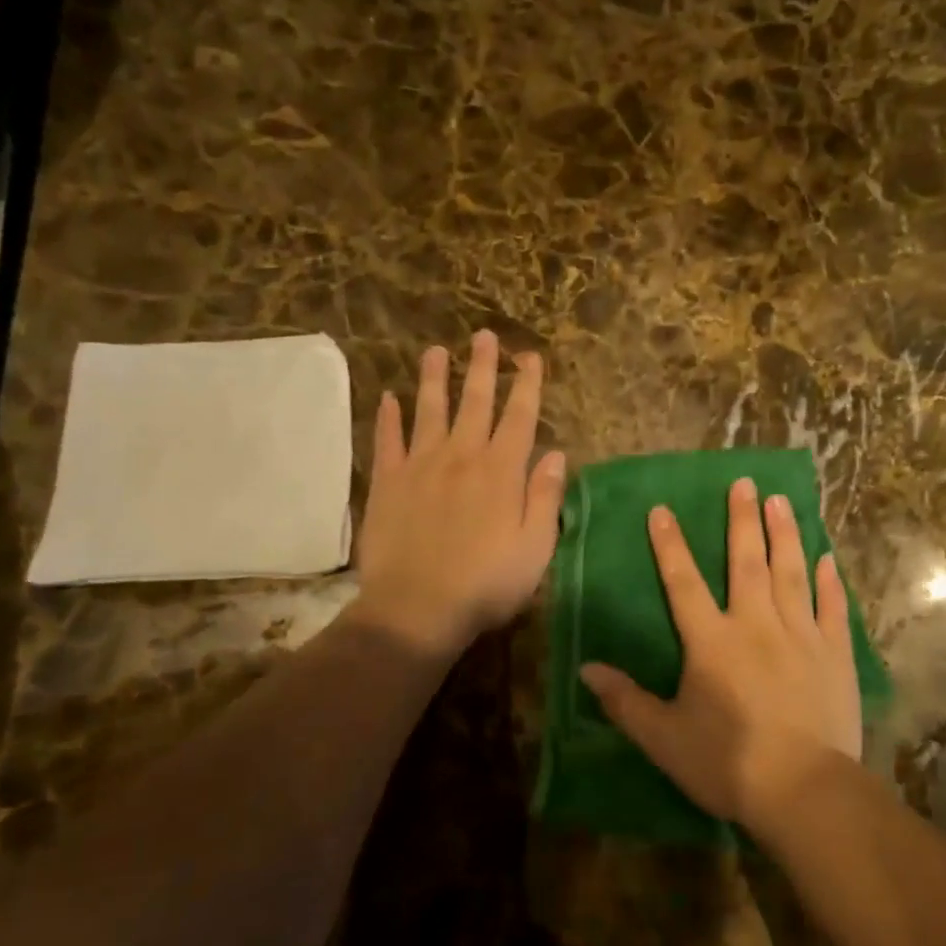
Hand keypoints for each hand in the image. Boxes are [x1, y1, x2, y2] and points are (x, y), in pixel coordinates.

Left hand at [350, 331, 564, 661]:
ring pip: (429, 411)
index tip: (529, 356)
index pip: (519, 417)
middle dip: (483, 367)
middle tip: (484, 336)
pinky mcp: (387, 483)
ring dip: (435, 379)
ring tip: (436, 350)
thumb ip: (545, 497)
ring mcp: (420, 466)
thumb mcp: (535, 547)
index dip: (527, 385)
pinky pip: (387, 441)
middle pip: (475, 402)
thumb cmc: (486, 584)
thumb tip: (558, 454)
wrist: (416, 609)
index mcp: (501, 472)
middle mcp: (461, 457)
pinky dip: (388, 418)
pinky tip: (389, 398)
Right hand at [580, 477, 861, 833]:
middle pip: (747, 562)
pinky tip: (827, 558)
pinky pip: (832, 607)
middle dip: (743, 520)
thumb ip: (626, 701)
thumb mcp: (664, 738)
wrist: (804, 790)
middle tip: (745, 483)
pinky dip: (829, 581)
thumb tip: (587, 668)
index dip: (670, 545)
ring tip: (781, 501)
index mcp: (712, 641)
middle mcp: (756, 624)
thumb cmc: (727, 763)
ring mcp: (800, 635)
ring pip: (791, 573)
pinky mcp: (834, 653)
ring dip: (785, 534)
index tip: (662, 509)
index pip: (683, 582)